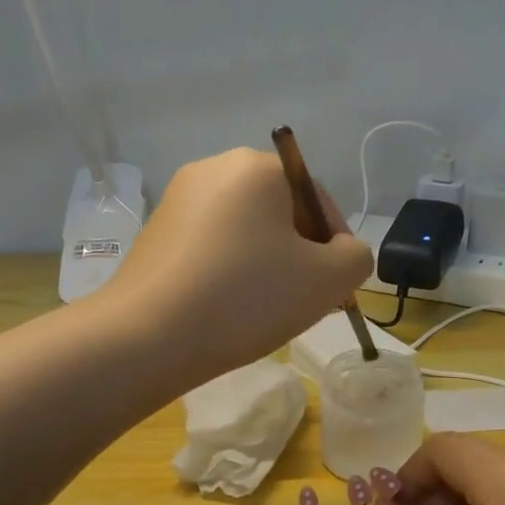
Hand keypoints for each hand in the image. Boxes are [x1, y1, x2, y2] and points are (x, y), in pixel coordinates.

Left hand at [102, 148, 372, 384]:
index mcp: (256, 167)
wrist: (147, 337)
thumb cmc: (246, 298)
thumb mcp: (327, 280)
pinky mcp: (155, 232)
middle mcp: (214, 168)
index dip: (336, 245)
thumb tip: (342, 252)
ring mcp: (178, 199)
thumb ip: (356, 258)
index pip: (317, 198)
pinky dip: (229, 269)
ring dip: (266, 263)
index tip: (335, 288)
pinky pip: (212, 245)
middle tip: (304, 300)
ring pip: (245, 230)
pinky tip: (227, 307)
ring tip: (265, 308)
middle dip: (300, 254)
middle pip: (280, 211)